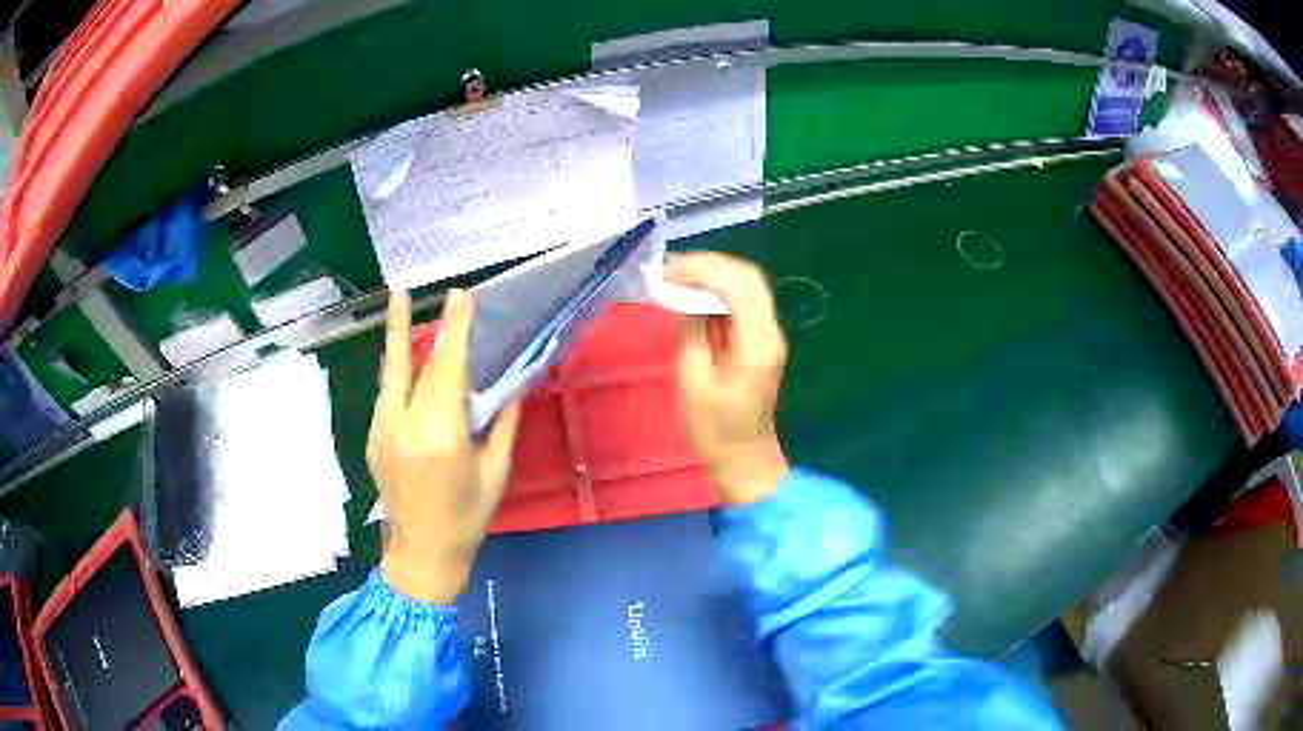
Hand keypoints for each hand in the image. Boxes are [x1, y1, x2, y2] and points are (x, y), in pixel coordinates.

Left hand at [370, 289, 521, 603]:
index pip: (449, 371)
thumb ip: (503, 422)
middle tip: (443, 294)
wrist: (422, 553)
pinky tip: (403, 356)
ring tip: (399, 298)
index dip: (456, 330)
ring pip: (392, 373)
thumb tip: (517, 382)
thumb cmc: (467, 517)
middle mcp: (407, 426)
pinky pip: (386, 395)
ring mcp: (383, 431)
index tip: (462, 297)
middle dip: (434, 327)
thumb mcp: (495, 472)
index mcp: (442, 436)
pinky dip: (396, 371)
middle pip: (421, 367)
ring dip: (398, 335)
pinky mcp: (372, 439)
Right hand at [666, 253, 789, 504]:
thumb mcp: (692, 378)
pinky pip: (742, 301)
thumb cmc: (714, 427)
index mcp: (757, 343)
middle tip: (670, 267)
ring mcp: (769, 334)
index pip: (738, 285)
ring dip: (713, 273)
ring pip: (747, 285)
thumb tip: (685, 296)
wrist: (743, 456)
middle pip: (748, 277)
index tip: (667, 270)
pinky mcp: (760, 339)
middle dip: (709, 264)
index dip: (703, 269)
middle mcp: (770, 331)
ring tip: (676, 275)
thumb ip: (691, 330)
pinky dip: (717, 289)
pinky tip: (692, 292)